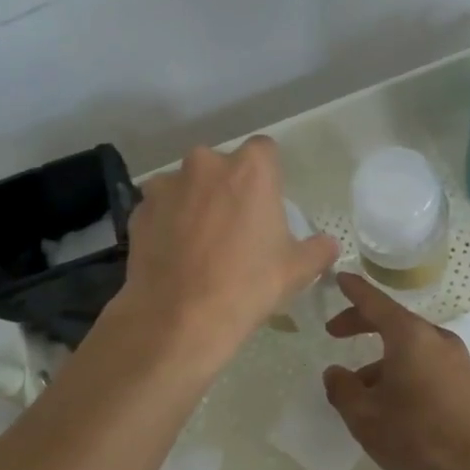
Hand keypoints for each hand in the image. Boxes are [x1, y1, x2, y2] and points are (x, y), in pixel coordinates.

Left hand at [115, 137, 339, 384]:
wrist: (179, 319)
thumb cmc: (248, 286)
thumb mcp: (296, 270)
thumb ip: (318, 249)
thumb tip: (329, 245)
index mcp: (250, 169)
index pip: (264, 150)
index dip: (267, 174)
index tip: (266, 202)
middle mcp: (206, 164)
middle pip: (221, 165)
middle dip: (227, 186)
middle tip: (234, 225)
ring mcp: (167, 185)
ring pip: (186, 185)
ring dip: (193, 202)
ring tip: (198, 242)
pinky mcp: (139, 210)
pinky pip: (160, 208)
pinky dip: (167, 222)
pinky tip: (173, 254)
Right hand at [322, 273, 469, 469]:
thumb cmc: (417, 435)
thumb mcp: (365, 416)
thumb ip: (342, 389)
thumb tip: (334, 373)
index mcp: (409, 335)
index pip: (375, 301)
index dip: (354, 290)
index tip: (339, 278)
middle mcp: (435, 337)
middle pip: (393, 321)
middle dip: (362, 323)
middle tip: (335, 333)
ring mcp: (455, 358)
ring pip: (409, 346)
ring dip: (381, 357)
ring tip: (360, 388)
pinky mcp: (466, 380)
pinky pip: (426, 361)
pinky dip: (403, 368)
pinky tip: (392, 401)